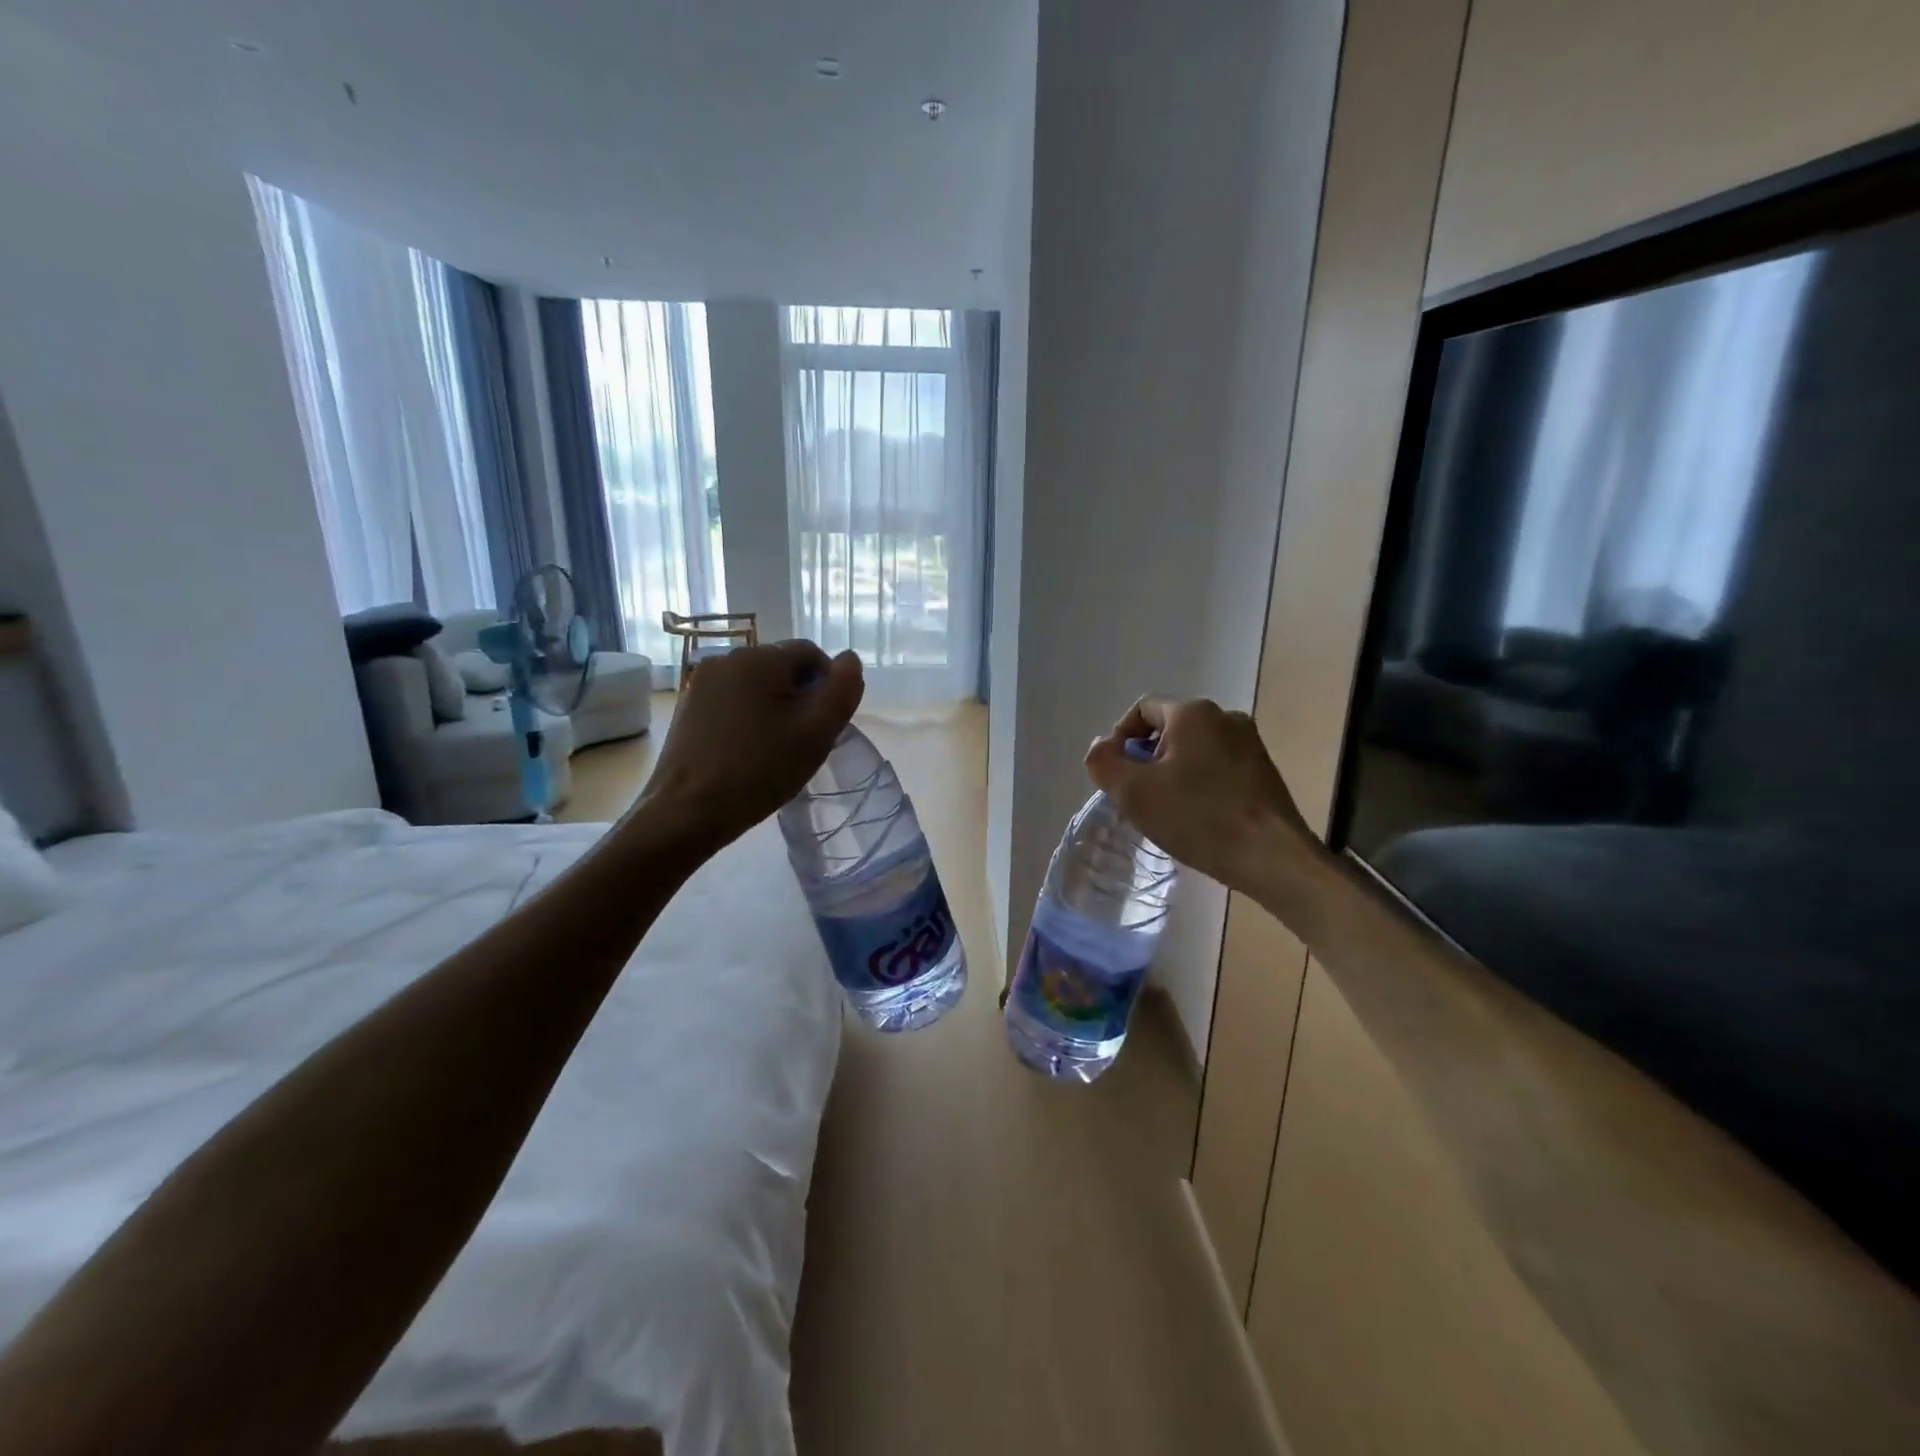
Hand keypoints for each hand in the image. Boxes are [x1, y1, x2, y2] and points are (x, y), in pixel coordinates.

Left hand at [635, 641, 863, 853]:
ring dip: (776, 707)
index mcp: (759, 658)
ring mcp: (702, 683)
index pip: (811, 653)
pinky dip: (751, 717)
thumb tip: (850, 660)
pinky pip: (734, 700)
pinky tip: (751, 750)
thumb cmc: (759, 770)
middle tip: (807, 739)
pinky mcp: (689, 706)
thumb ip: (843, 690)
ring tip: (779, 747)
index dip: (830, 684)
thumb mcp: (816, 733)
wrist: (687, 811)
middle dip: (802, 696)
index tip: (829, 723)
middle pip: (782, 667)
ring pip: (758, 685)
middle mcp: (727, 659)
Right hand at [1084, 696, 1318, 891]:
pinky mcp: (1265, 772)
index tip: (1117, 775)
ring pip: (1194, 750)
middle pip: (1169, 730)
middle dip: (1146, 760)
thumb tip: (1101, 746)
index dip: (1120, 739)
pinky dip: (1199, 785)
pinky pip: (1218, 768)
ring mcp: (1250, 744)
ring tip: (1166, 811)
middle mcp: (1225, 717)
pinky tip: (1197, 817)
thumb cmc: (1197, 817)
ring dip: (1172, 774)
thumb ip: (1104, 763)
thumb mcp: (1133, 792)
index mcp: (1192, 712)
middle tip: (1138, 797)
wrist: (1271, 856)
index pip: (1142, 710)